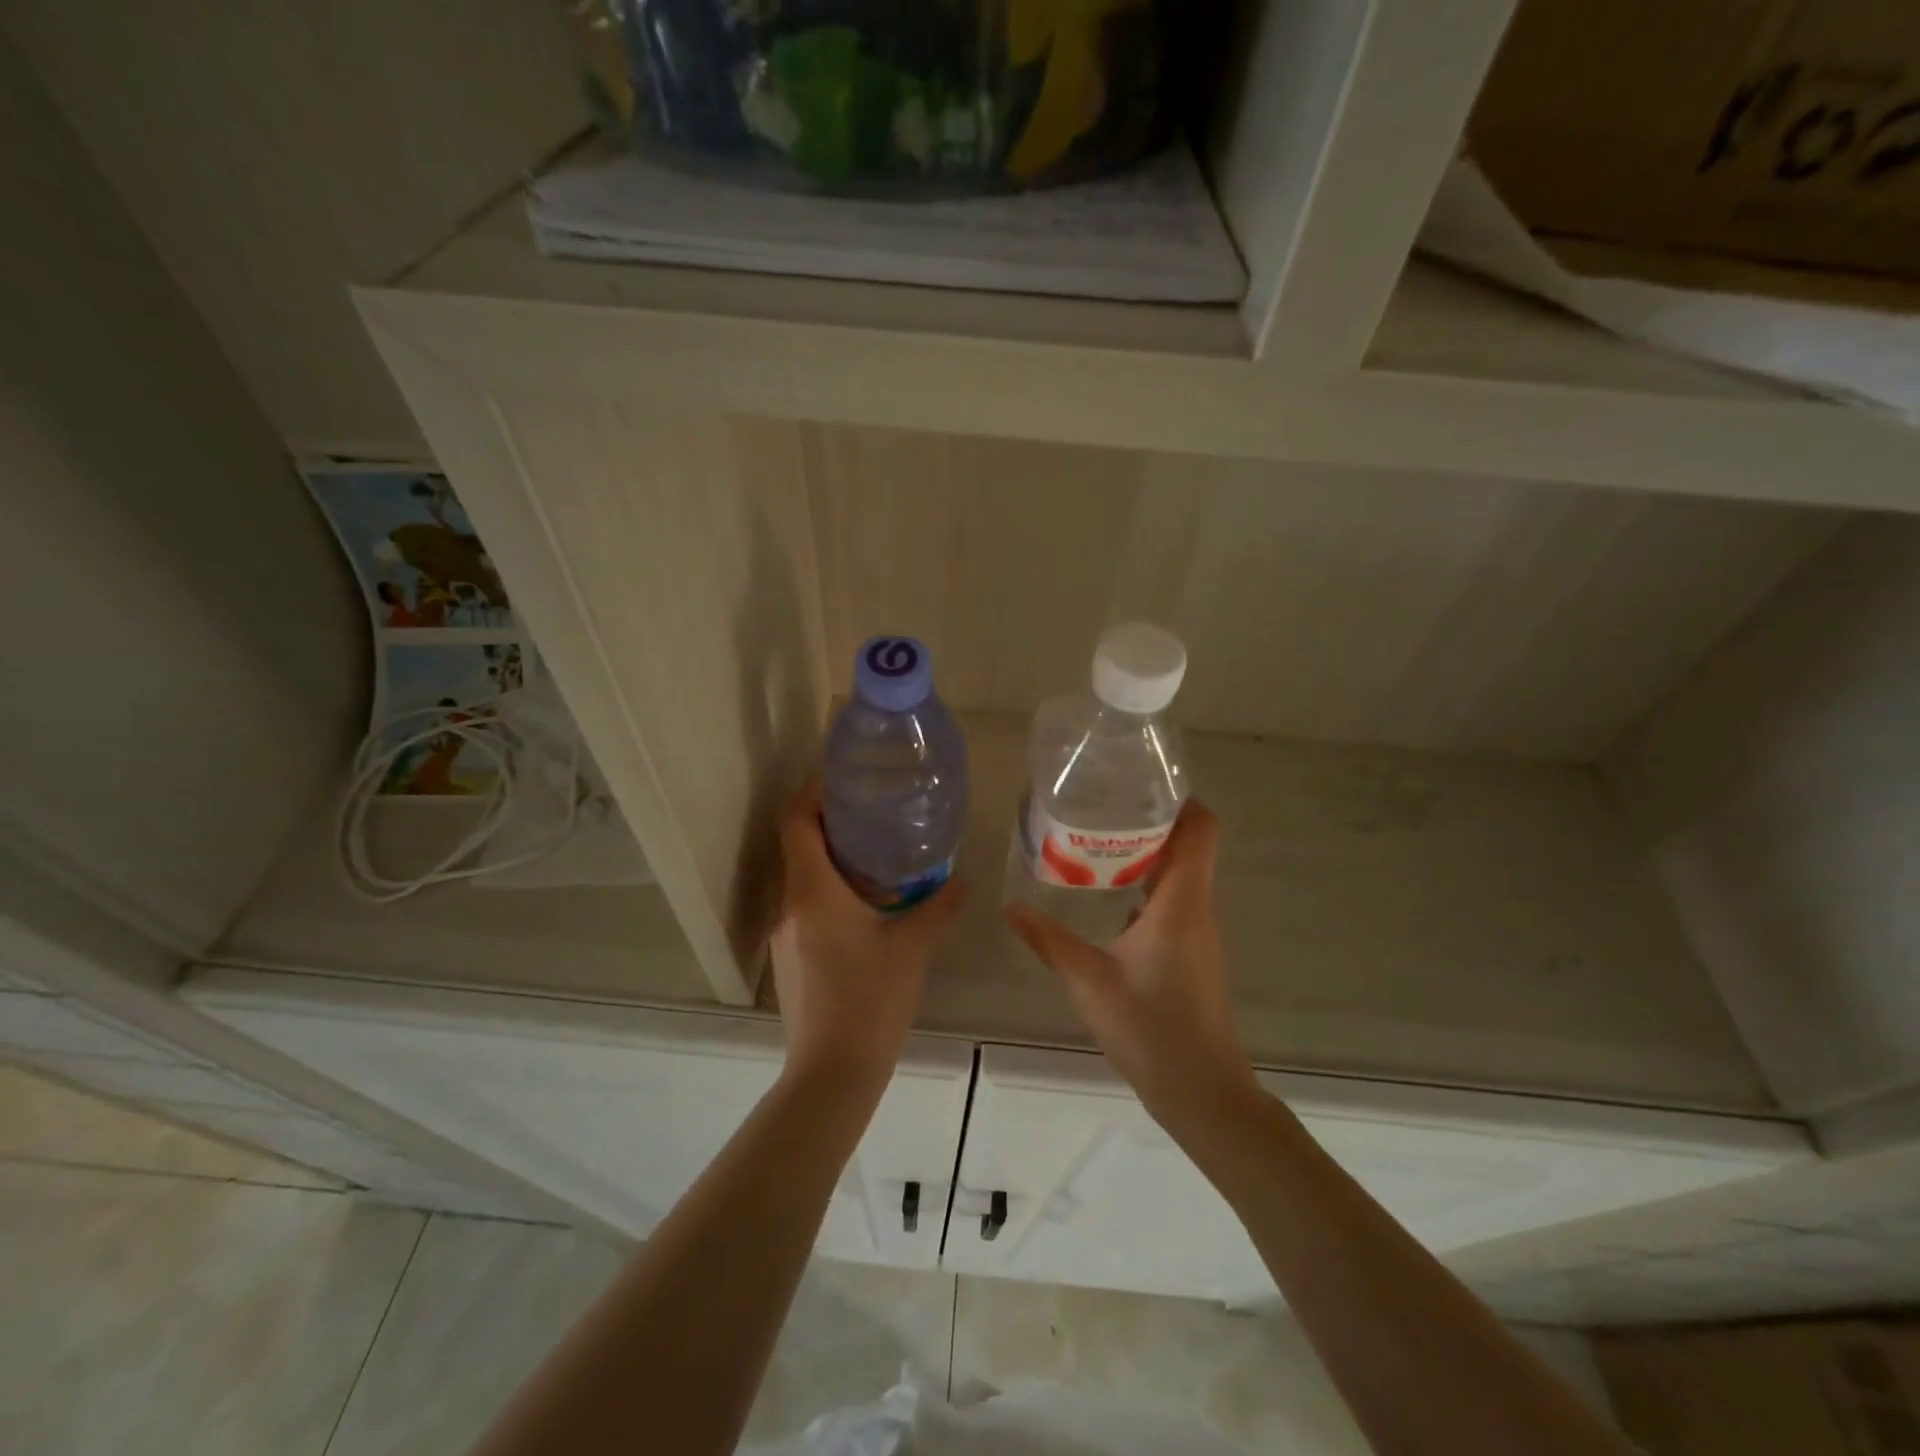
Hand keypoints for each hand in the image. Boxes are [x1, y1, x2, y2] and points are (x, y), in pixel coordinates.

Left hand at [769, 779, 966, 1093]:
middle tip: (874, 809)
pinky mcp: (791, 956)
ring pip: (803, 876)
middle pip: (798, 843)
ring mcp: (785, 933)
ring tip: (877, 853)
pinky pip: (806, 905)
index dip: (813, 790)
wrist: (831, 1074)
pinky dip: (830, 889)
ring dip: (832, 857)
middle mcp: (790, 904)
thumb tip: (962, 879)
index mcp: (812, 891)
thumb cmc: (870, 1000)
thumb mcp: (913, 947)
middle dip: (831, 820)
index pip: (796, 820)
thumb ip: (939, 906)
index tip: (842, 775)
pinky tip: (867, 905)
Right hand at [1005, 801, 1258, 1128]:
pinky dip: (1146, 884)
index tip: (1139, 785)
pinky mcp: (1191, 952)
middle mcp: (1196, 908)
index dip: (1180, 799)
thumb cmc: (1152, 1030)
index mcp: (1181, 903)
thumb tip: (1011, 908)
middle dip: (1150, 820)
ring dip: (1146, 853)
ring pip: (1180, 873)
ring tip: (1095, 841)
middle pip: (1188, 845)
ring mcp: (1197, 932)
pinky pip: (1173, 900)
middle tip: (1100, 806)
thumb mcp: (1089, 982)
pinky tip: (1107, 896)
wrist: (1203, 1093)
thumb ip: (1048, 941)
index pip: (1201, 830)